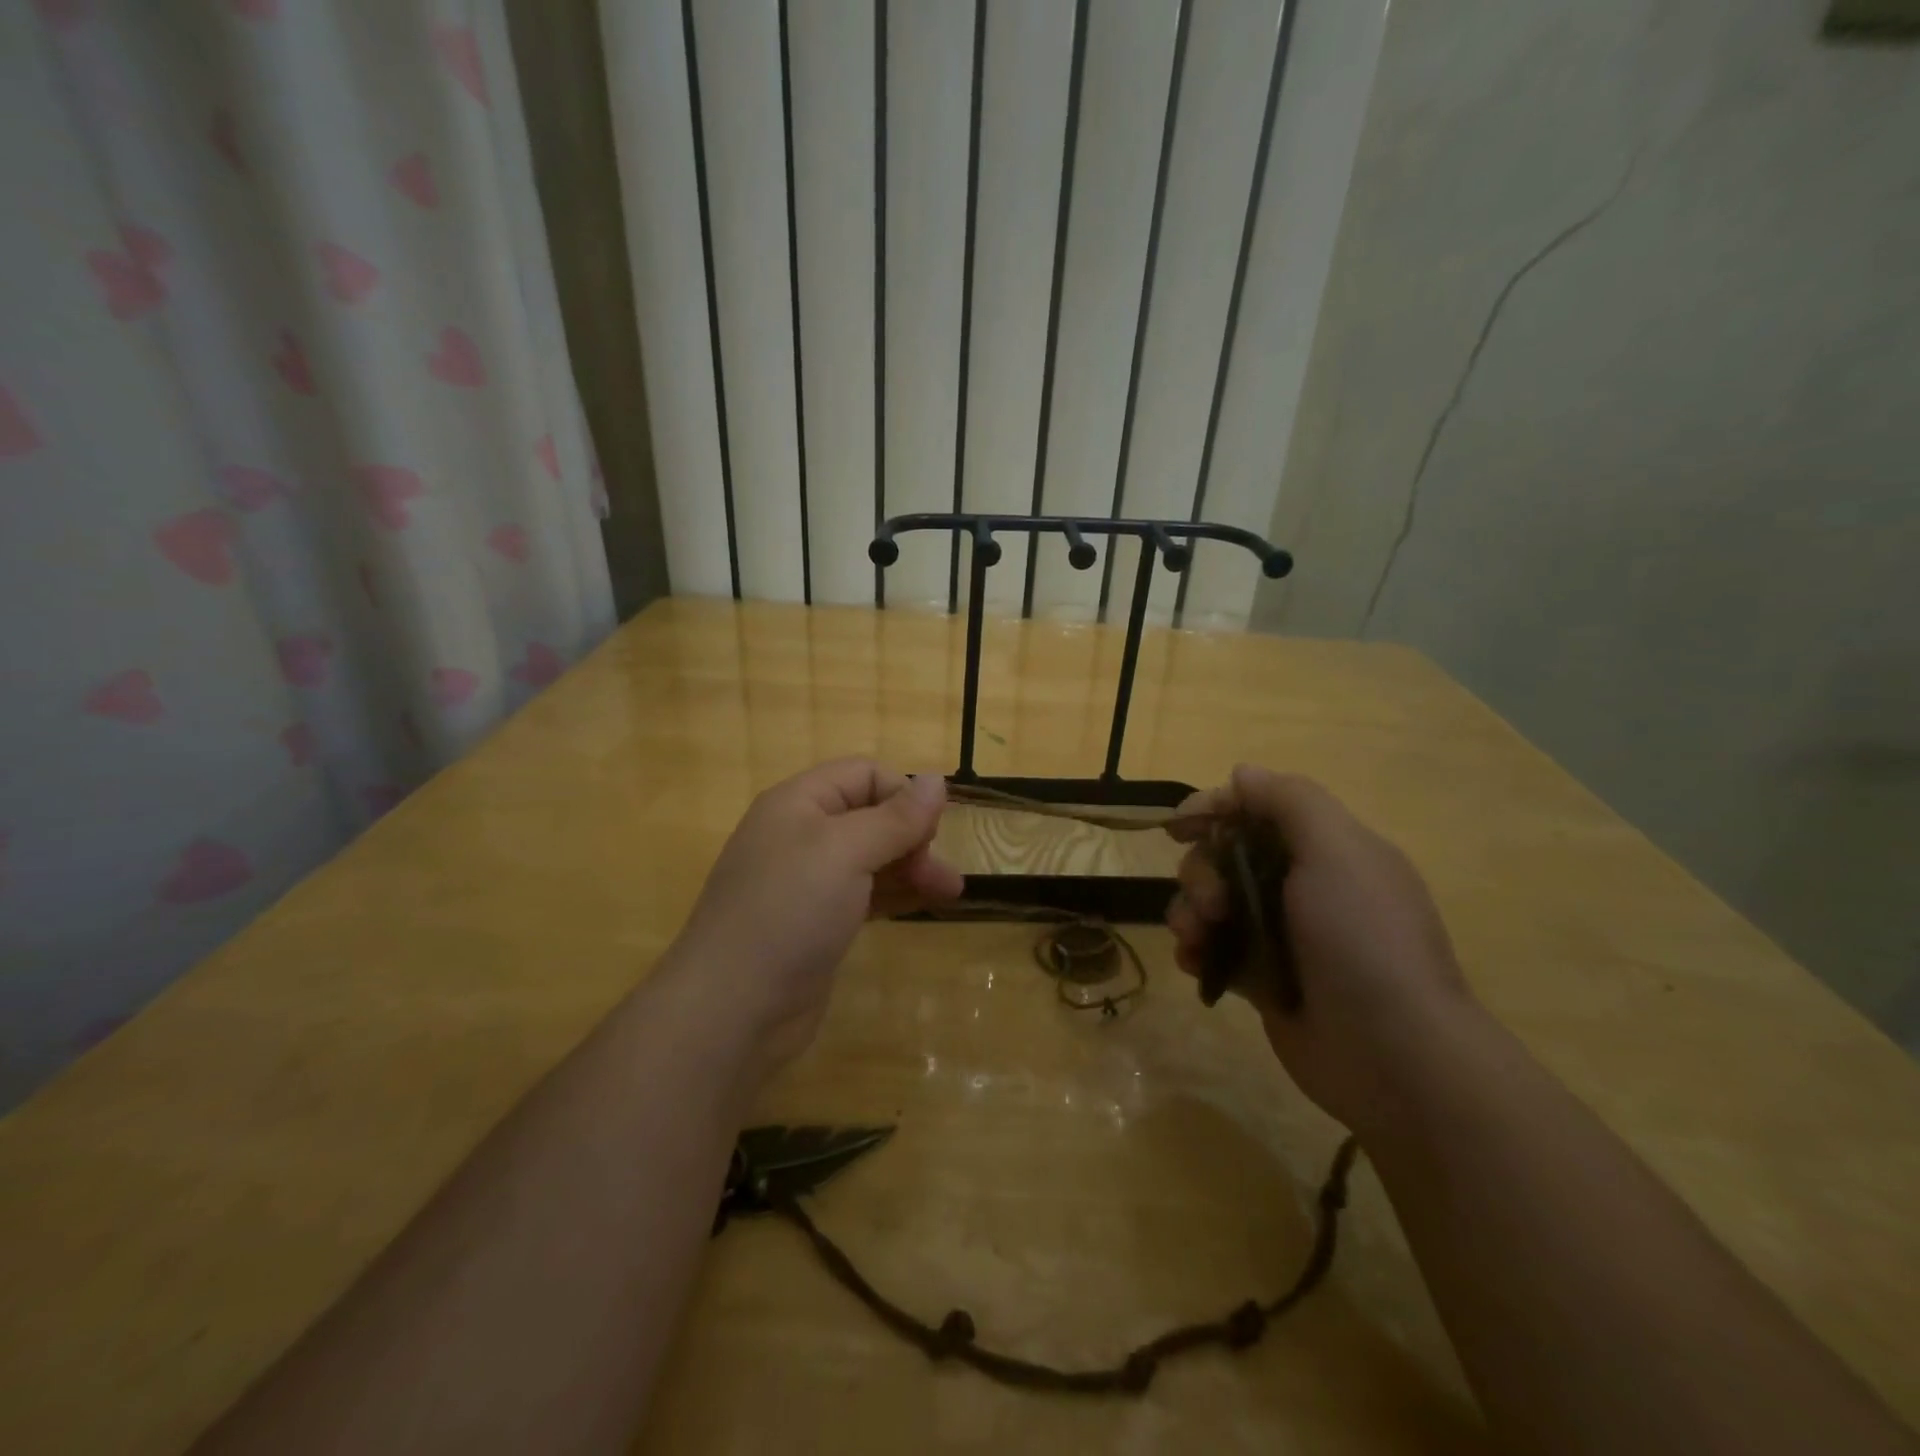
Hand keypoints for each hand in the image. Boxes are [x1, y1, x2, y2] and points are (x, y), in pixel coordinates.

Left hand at [670, 759, 961, 1068]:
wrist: (732, 1008)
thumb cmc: (789, 911)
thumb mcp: (846, 852)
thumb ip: (895, 817)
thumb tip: (937, 780)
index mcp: (798, 803)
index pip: (863, 774)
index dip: (902, 794)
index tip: (932, 831)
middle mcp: (801, 835)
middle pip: (871, 816)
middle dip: (912, 836)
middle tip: (940, 873)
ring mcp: (807, 882)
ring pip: (871, 858)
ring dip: (911, 867)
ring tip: (950, 892)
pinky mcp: (816, 923)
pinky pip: (864, 894)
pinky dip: (895, 894)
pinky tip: (923, 904)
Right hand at [1166, 765, 1476, 1133]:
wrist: (1394, 1054)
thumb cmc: (1362, 939)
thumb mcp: (1336, 851)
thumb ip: (1289, 801)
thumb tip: (1242, 773)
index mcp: (1327, 850)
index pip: (1259, 809)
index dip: (1216, 808)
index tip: (1179, 825)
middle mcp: (1302, 886)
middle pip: (1225, 855)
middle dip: (1202, 871)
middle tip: (1213, 903)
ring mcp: (1281, 935)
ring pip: (1212, 902)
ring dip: (1191, 911)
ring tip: (1198, 938)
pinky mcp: (1262, 978)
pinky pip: (1213, 948)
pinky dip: (1196, 949)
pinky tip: (1195, 963)